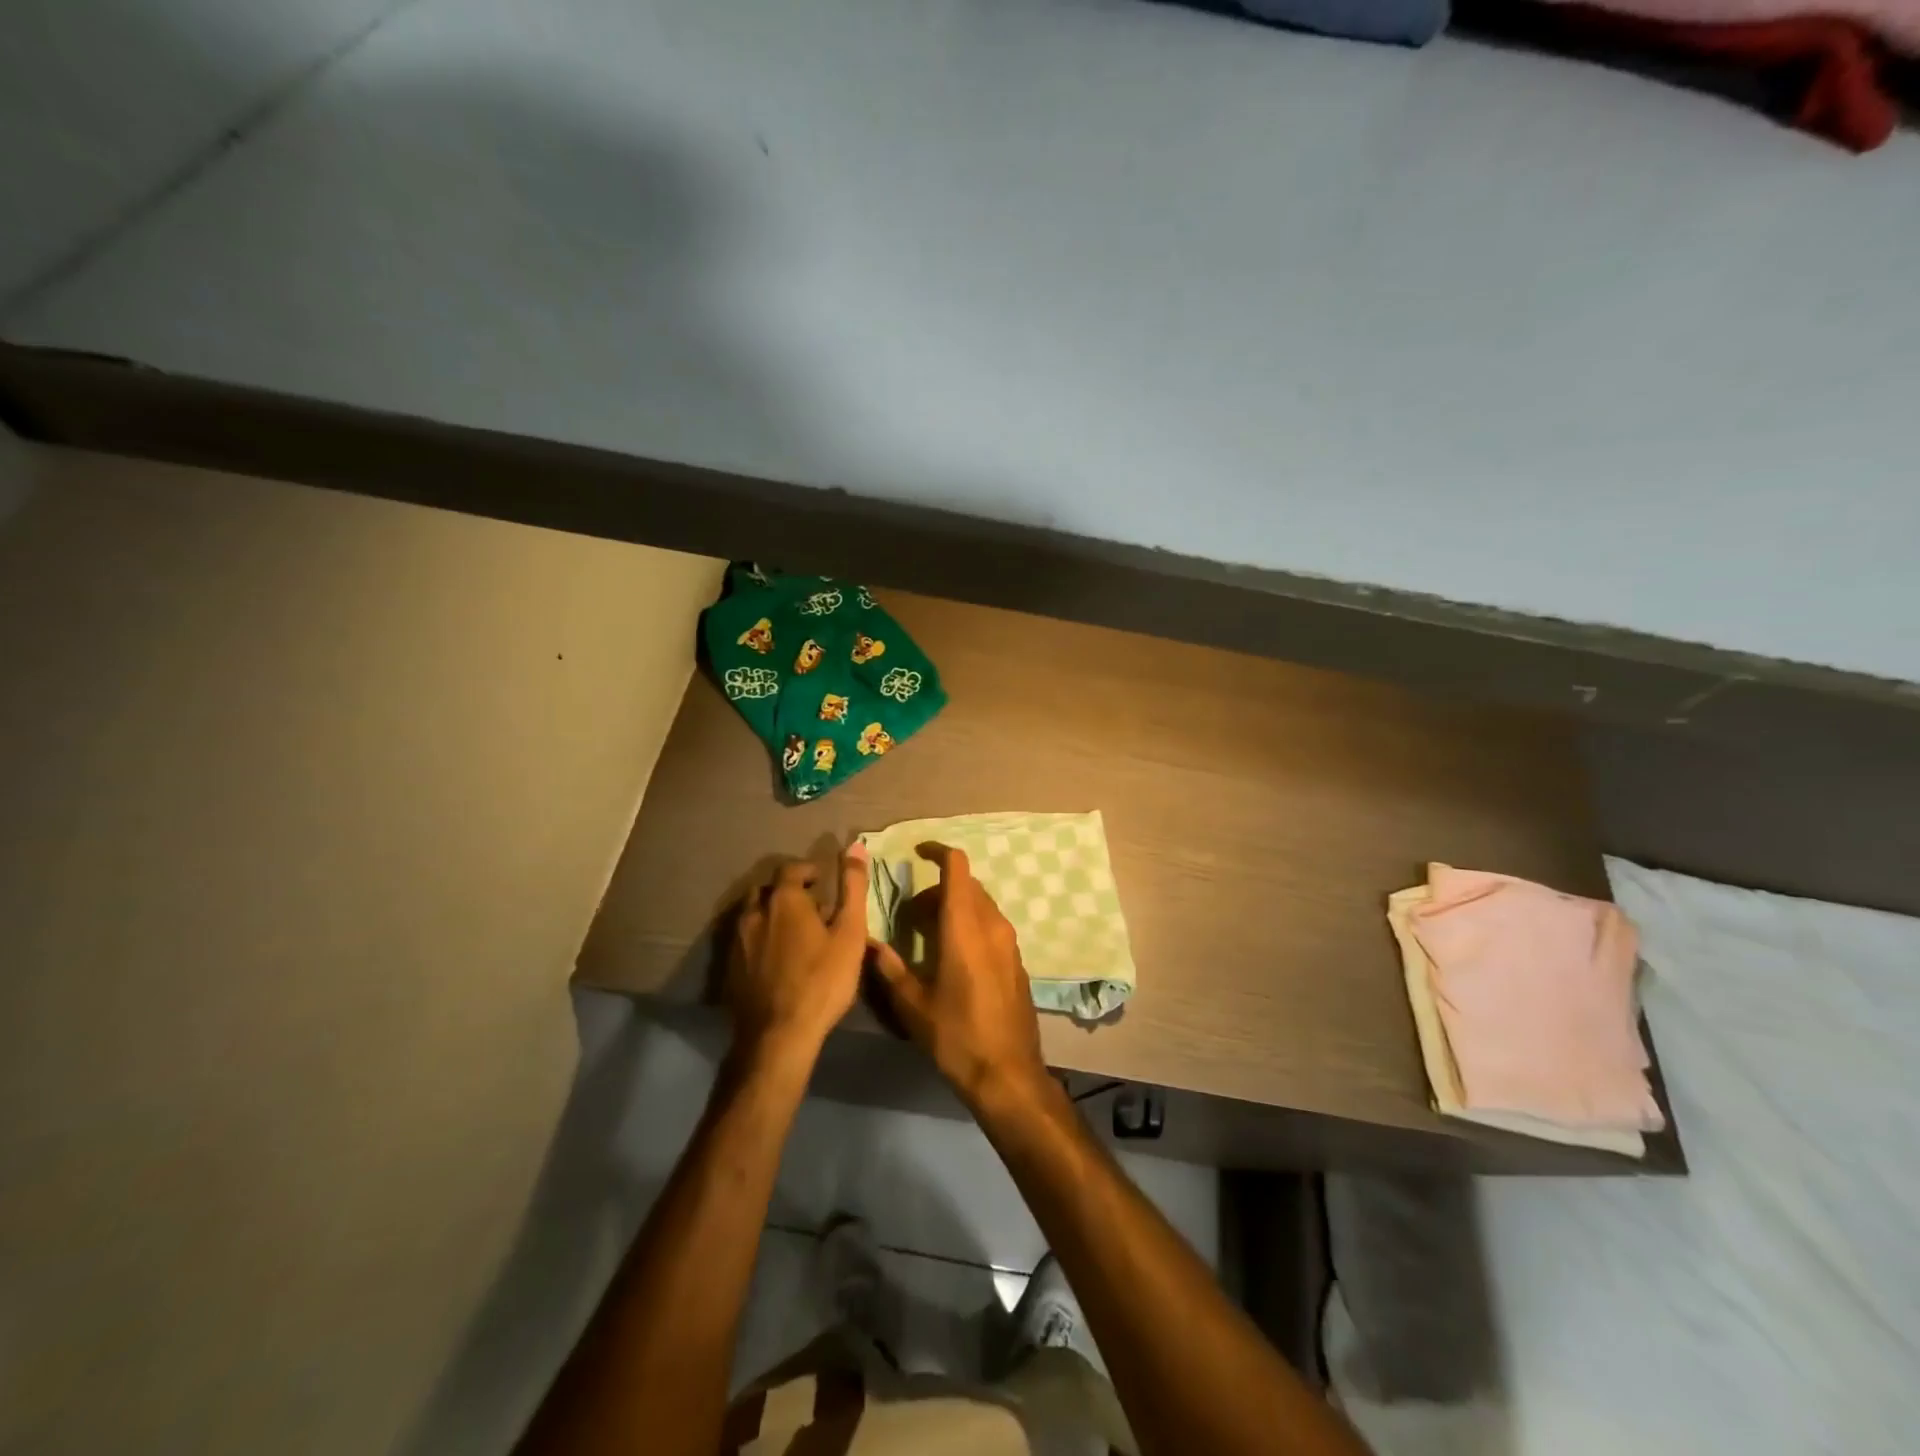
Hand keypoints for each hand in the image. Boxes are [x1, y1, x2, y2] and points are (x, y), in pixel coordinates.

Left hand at [727, 847, 871, 1060]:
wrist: (778, 1035)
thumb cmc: (822, 980)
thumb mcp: (850, 932)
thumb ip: (852, 887)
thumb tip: (856, 846)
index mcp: (784, 900)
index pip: (791, 868)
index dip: (807, 870)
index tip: (822, 881)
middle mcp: (754, 913)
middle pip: (766, 890)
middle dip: (786, 892)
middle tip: (808, 907)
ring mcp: (737, 941)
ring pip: (751, 915)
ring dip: (769, 915)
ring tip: (791, 933)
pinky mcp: (729, 968)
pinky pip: (743, 941)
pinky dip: (758, 939)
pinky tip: (773, 959)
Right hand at [869, 842, 1051, 1110]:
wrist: (1008, 1074)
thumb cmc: (956, 1037)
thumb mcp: (913, 1005)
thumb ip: (890, 968)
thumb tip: (868, 942)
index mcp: (965, 927)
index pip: (957, 867)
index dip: (938, 851)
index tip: (918, 851)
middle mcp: (991, 925)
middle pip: (968, 885)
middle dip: (939, 888)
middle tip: (912, 914)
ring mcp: (1009, 943)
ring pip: (981, 904)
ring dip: (955, 906)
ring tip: (929, 935)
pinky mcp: (1016, 960)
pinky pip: (991, 925)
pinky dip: (971, 924)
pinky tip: (953, 956)